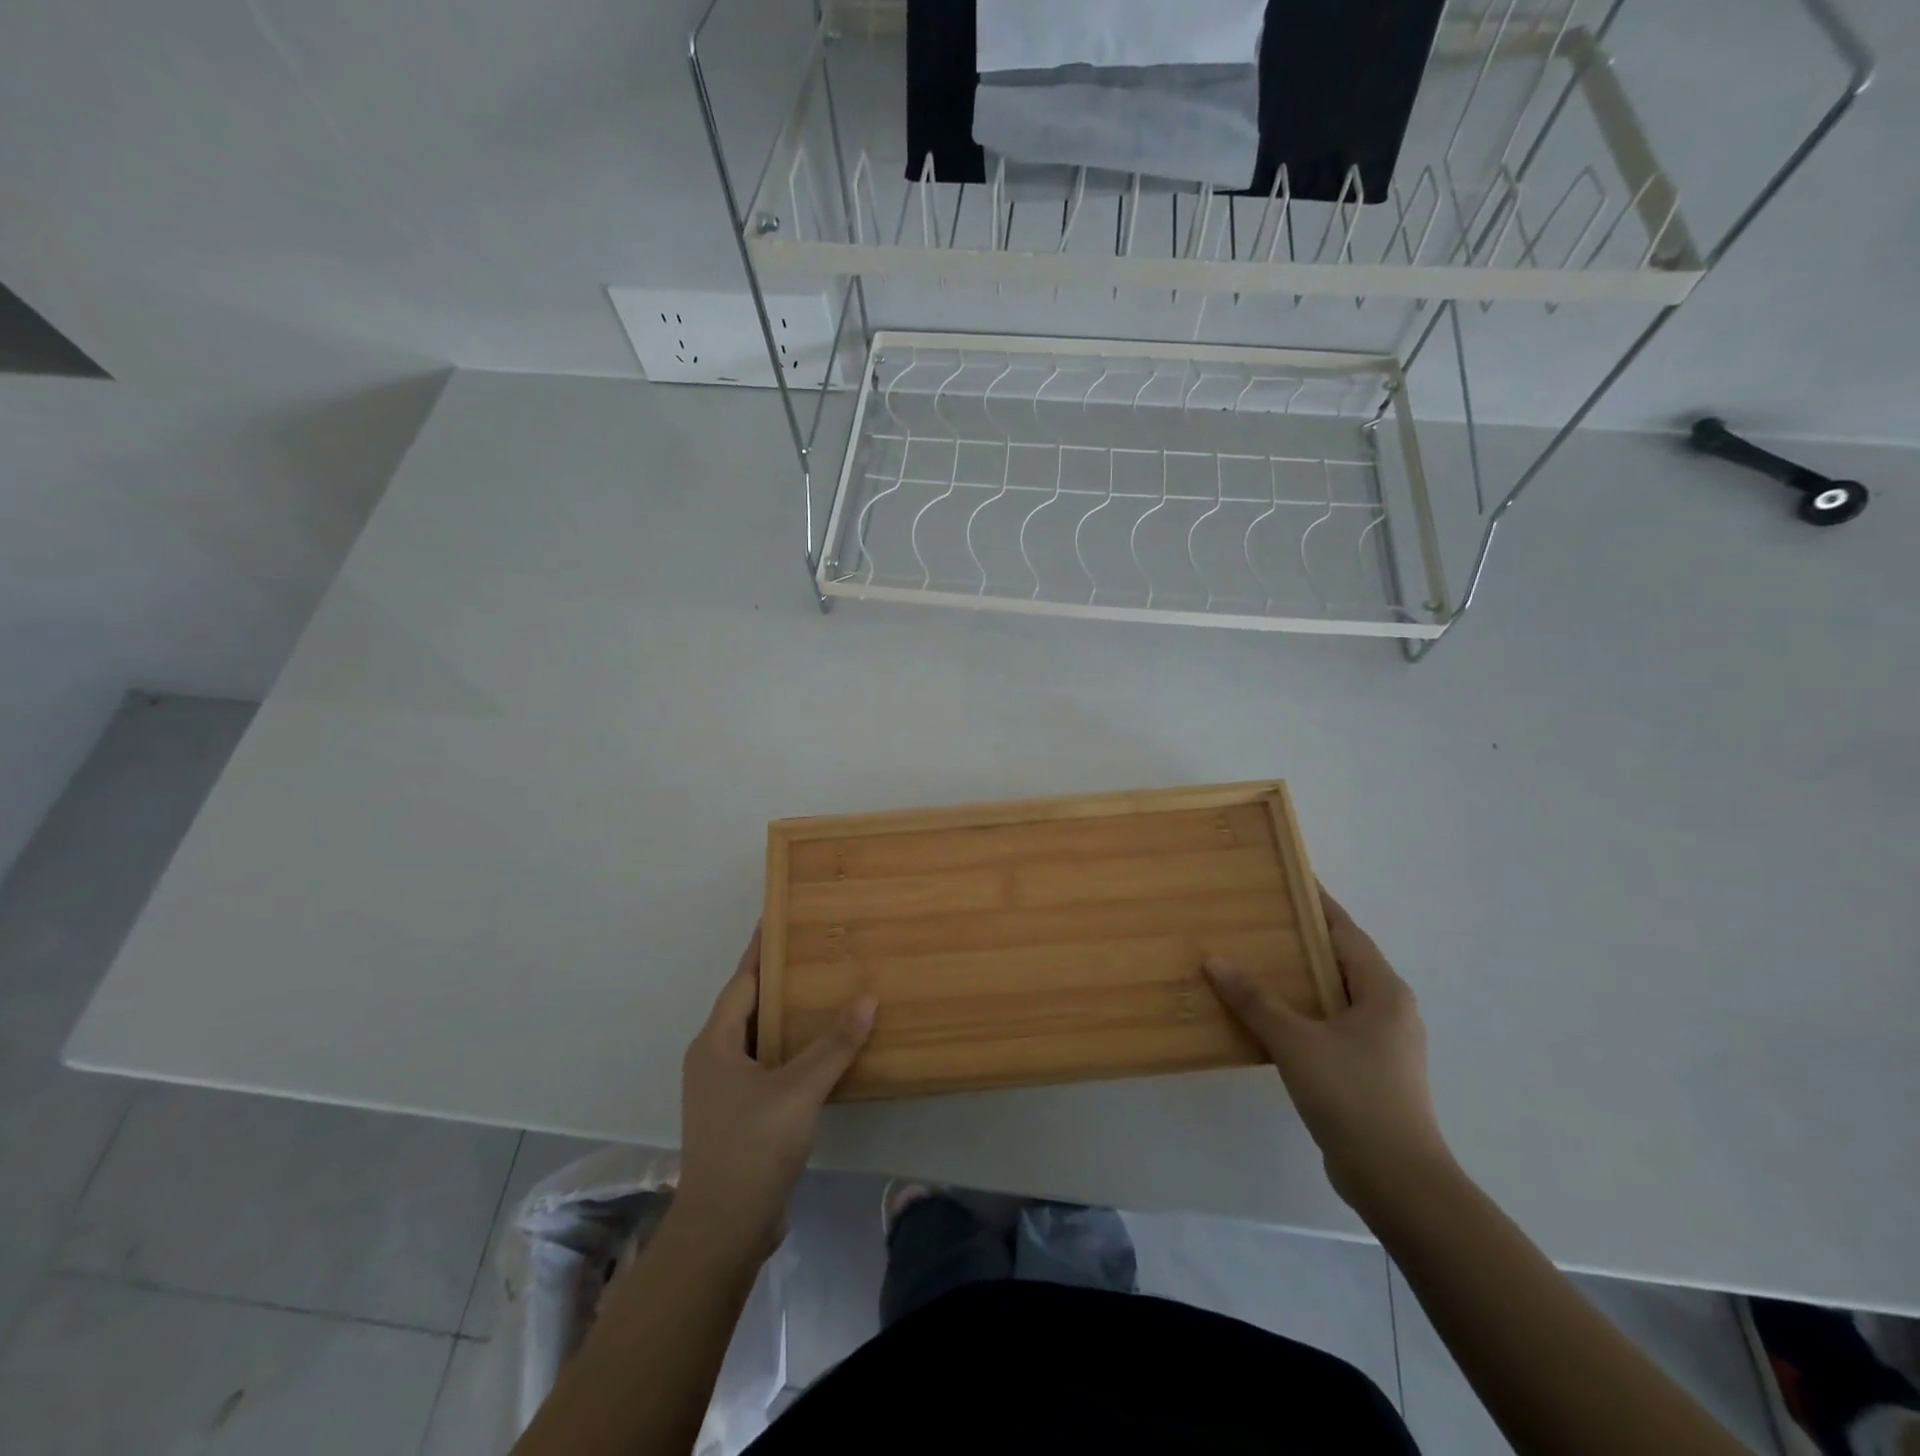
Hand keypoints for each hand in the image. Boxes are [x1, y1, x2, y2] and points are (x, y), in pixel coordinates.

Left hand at [675, 928, 876, 1258]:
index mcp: (715, 1044)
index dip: (761, 951)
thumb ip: (834, 1045)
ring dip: (790, 1018)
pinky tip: (826, 1049)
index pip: (741, 983)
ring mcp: (727, 1091)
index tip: (781, 919)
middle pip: (750, 1007)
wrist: (724, 1231)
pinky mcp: (743, 1115)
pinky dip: (794, 1051)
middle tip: (819, 953)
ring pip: (762, 1039)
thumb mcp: (797, 1090)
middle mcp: (715, 1060)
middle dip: (781, 981)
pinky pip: (771, 1067)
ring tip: (829, 992)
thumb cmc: (751, 1147)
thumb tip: (867, 998)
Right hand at [1204, 886, 1452, 1209]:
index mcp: (1383, 992)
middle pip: (1341, 961)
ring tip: (1254, 962)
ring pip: (1335, 996)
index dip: (1317, 904)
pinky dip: (1302, 1013)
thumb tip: (1215, 960)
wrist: (1398, 1182)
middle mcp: (1389, 1010)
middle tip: (1257, 919)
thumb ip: (1255, 1001)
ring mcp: (1382, 1044)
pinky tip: (1268, 1018)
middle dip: (1302, 940)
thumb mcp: (1296, 1042)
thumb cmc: (1353, 1096)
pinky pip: (1330, 1026)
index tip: (1288, 879)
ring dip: (1300, 980)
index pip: (1346, 933)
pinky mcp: (1369, 1072)